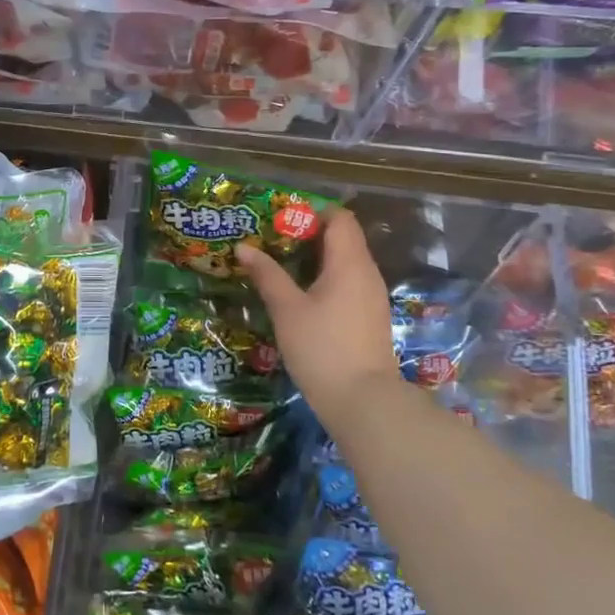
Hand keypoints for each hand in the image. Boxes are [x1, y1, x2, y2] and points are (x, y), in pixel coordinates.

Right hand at [238, 208, 405, 431]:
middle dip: (309, 235)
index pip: (340, 218)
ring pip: (345, 263)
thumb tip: (243, 247)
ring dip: (316, 259)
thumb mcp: (287, 310)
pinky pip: (348, 283)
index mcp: (350, 263)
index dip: (313, 212)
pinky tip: (301, 296)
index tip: (281, 220)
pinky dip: (325, 279)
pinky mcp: (369, 318)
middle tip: (272, 241)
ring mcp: (371, 297)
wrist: (363, 402)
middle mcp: (367, 273)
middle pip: (343, 238)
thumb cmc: (322, 348)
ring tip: (281, 266)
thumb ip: (267, 275)